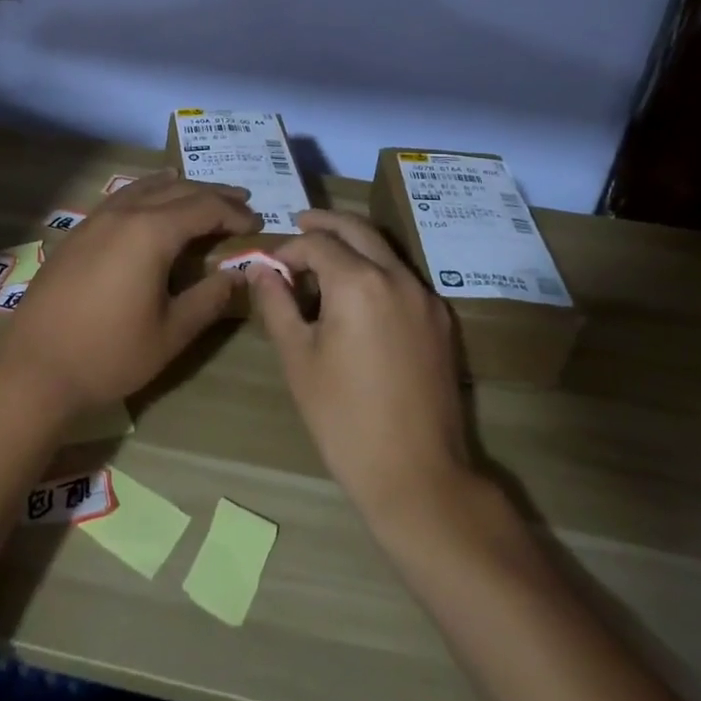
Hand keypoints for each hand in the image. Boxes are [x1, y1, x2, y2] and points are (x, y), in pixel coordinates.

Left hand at [0, 172, 259, 424]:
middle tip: (241, 202)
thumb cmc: (109, 354)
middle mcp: (125, 214)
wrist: (33, 369)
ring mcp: (96, 220)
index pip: (204, 207)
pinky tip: (149, 200)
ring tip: (201, 192)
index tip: (256, 224)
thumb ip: (209, 299)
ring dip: (179, 187)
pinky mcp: (78, 233)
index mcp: (151, 232)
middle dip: (212, 194)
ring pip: (146, 188)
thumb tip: (240, 275)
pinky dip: (146, 192)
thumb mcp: (171, 333)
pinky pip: (122, 197)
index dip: (234, 213)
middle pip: (177, 190)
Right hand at [249, 209, 472, 523]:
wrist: (418, 476)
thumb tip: (260, 269)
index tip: (270, 267)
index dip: (288, 249)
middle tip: (299, 224)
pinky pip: (402, 276)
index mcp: (359, 282)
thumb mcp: (298, 359)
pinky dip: (376, 268)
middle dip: (325, 223)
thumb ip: (277, 304)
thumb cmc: (344, 419)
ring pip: (384, 249)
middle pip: (357, 229)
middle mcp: (397, 277)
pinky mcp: (440, 321)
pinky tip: (357, 293)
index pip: (317, 243)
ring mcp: (425, 297)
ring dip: (352, 243)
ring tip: (323, 257)